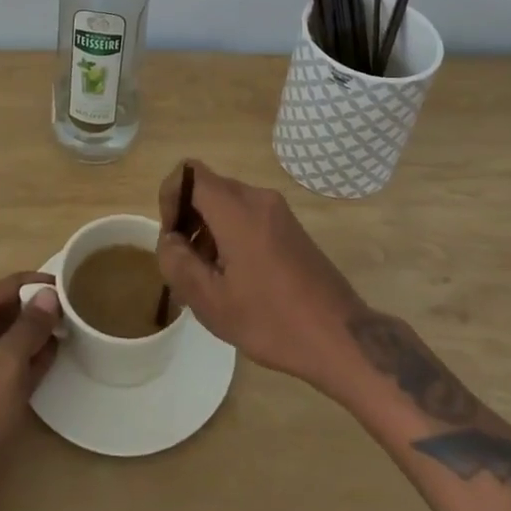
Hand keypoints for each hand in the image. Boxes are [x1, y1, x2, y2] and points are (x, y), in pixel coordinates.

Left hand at [0, 272, 59, 510]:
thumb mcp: (2, 376)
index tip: (53, 281)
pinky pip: (8, 371)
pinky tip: (56, 351)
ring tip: (65, 321)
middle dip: (27, 307)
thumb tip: (48, 296)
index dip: (19, 285)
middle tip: (63, 301)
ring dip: (31, 332)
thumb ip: (24, 332)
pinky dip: (30, 359)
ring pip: (3, 346)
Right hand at [154, 160, 365, 393]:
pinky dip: (230, 236)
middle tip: (185, 266)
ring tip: (209, 280)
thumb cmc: (272, 321)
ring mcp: (278, 211)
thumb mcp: (211, 302)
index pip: (189, 173)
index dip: (169, 197)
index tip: (172, 238)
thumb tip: (170, 240)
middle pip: (208, 188)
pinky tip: (235, 280)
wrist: (341, 337)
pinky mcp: (290, 227)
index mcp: (237, 210)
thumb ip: (178, 264)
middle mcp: (258, 199)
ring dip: (208, 231)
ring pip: (227, 204)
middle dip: (188, 220)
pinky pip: (248, 216)